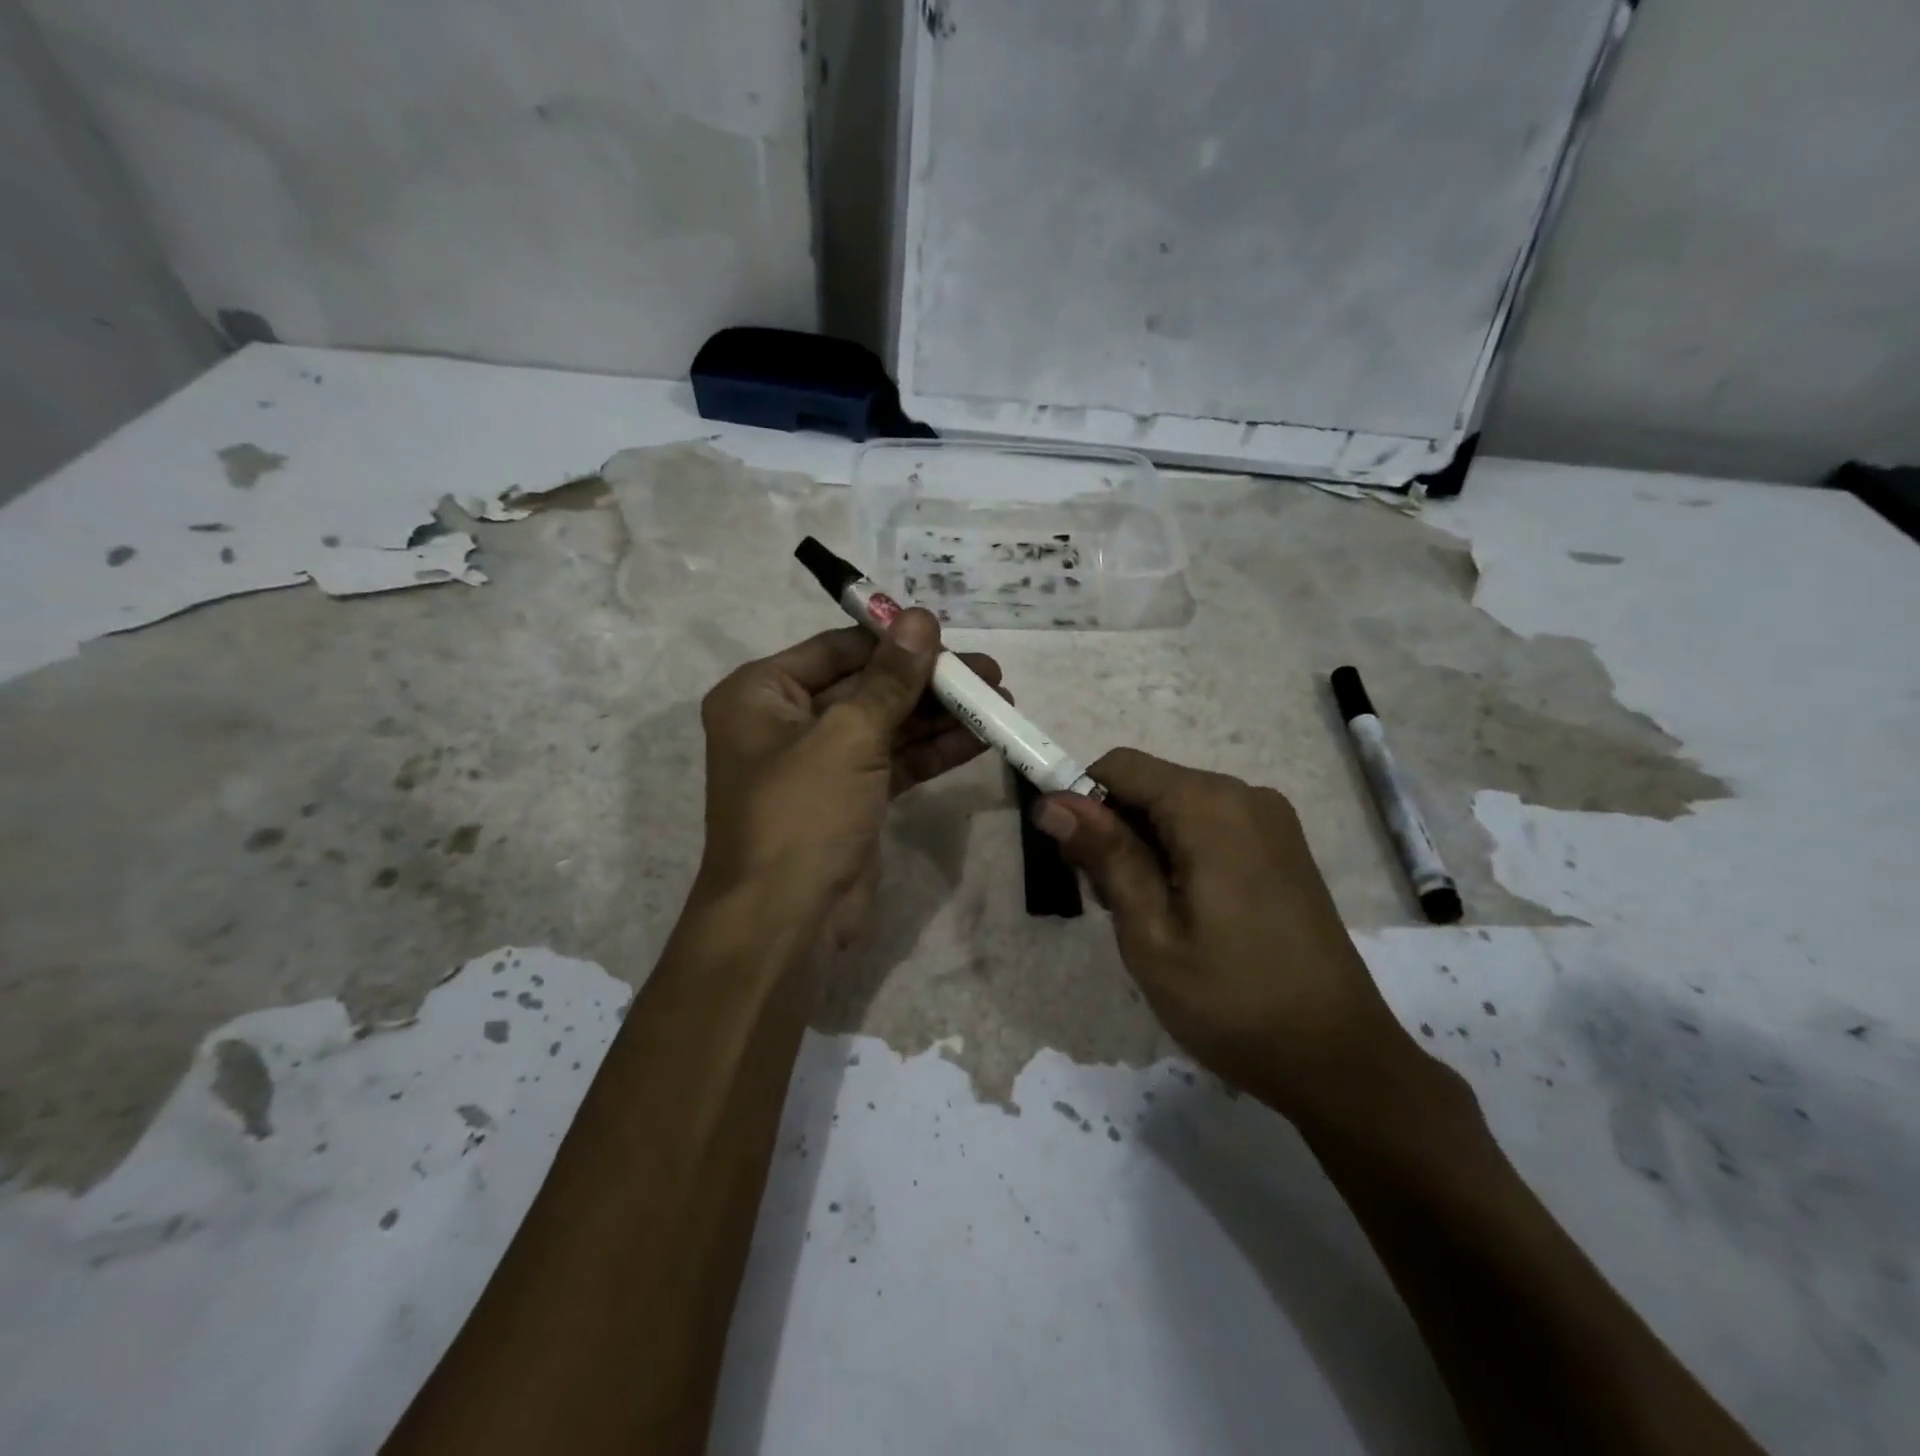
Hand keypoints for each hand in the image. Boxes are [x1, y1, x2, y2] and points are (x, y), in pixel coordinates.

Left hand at [696, 609, 999, 950]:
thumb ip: (890, 678)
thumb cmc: (802, 814)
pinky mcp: (850, 799)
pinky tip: (980, 737)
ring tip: (1000, 699)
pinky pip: (895, 762)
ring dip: (940, 715)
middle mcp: (786, 723)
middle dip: (927, 681)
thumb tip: (920, 616)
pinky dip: (934, 751)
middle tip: (989, 672)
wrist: (786, 923)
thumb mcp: (848, 736)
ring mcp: (821, 764)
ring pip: (887, 726)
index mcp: (761, 695)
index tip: (947, 633)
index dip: (892, 640)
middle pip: (867, 686)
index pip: (836, 649)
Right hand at [1035, 749, 1419, 1118]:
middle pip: (1150, 785)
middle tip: (1110, 905)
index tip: (1070, 859)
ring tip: (1148, 919)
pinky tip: (1186, 912)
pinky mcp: (1283, 848)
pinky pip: (1211, 827)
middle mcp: (1244, 796)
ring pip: (1177, 808)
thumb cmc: (1232, 1000)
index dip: (1080, 800)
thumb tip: (1052, 802)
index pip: (1119, 766)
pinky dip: (1180, 854)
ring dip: (1145, 847)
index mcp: (1210, 807)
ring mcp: (1271, 821)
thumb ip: (1104, 856)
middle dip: (1114, 830)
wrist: (1339, 1060)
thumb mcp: (1150, 932)